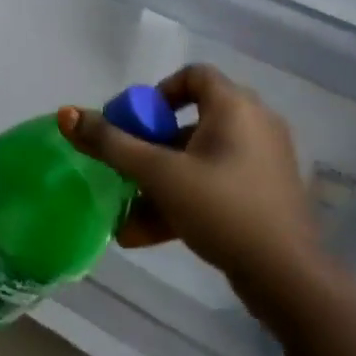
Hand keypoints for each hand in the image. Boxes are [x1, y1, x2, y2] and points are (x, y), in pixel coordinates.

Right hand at [60, 64, 335, 320]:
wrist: (289, 280)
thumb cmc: (222, 209)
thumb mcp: (159, 174)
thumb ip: (111, 144)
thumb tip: (66, 113)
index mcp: (235, 107)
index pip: (193, 75)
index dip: (158, 92)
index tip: (135, 122)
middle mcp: (255, 125)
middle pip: (191, 120)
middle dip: (151, 145)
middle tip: (126, 165)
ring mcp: (263, 163)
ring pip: (199, 159)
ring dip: (160, 180)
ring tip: (127, 209)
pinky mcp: (265, 196)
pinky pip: (215, 185)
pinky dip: (183, 199)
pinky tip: (145, 233)